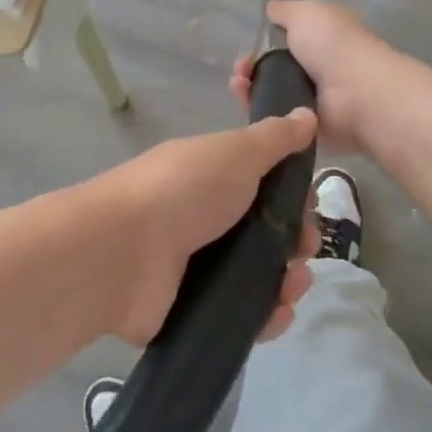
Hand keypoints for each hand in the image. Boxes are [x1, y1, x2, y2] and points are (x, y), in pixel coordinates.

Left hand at [89, 109, 320, 345]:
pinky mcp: (192, 312)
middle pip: (267, 236)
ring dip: (287, 282)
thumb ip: (273, 138)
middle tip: (303, 250)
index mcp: (211, 180)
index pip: (264, 188)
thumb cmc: (183, 191)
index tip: (309, 204)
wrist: (121, 252)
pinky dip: (265, 318)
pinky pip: (240, 316)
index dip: (293, 197)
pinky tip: (276, 314)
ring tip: (291, 287)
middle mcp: (204, 222)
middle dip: (297, 242)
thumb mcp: (234, 152)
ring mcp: (196, 270)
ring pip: (259, 278)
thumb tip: (305, 114)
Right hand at [231, 1, 398, 154]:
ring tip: (239, 84)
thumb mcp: (306, 12)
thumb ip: (285, 10)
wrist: (355, 93)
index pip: (286, 41)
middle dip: (250, 67)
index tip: (249, 46)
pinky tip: (247, 101)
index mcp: (321, 39)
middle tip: (240, 70)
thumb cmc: (332, 45)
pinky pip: (274, 118)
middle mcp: (316, 68)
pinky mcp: (304, 126)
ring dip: (248, 87)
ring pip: (269, 93)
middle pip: (272, 69)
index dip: (263, 42)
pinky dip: (258, 110)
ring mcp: (310, 99)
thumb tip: (271, 9)